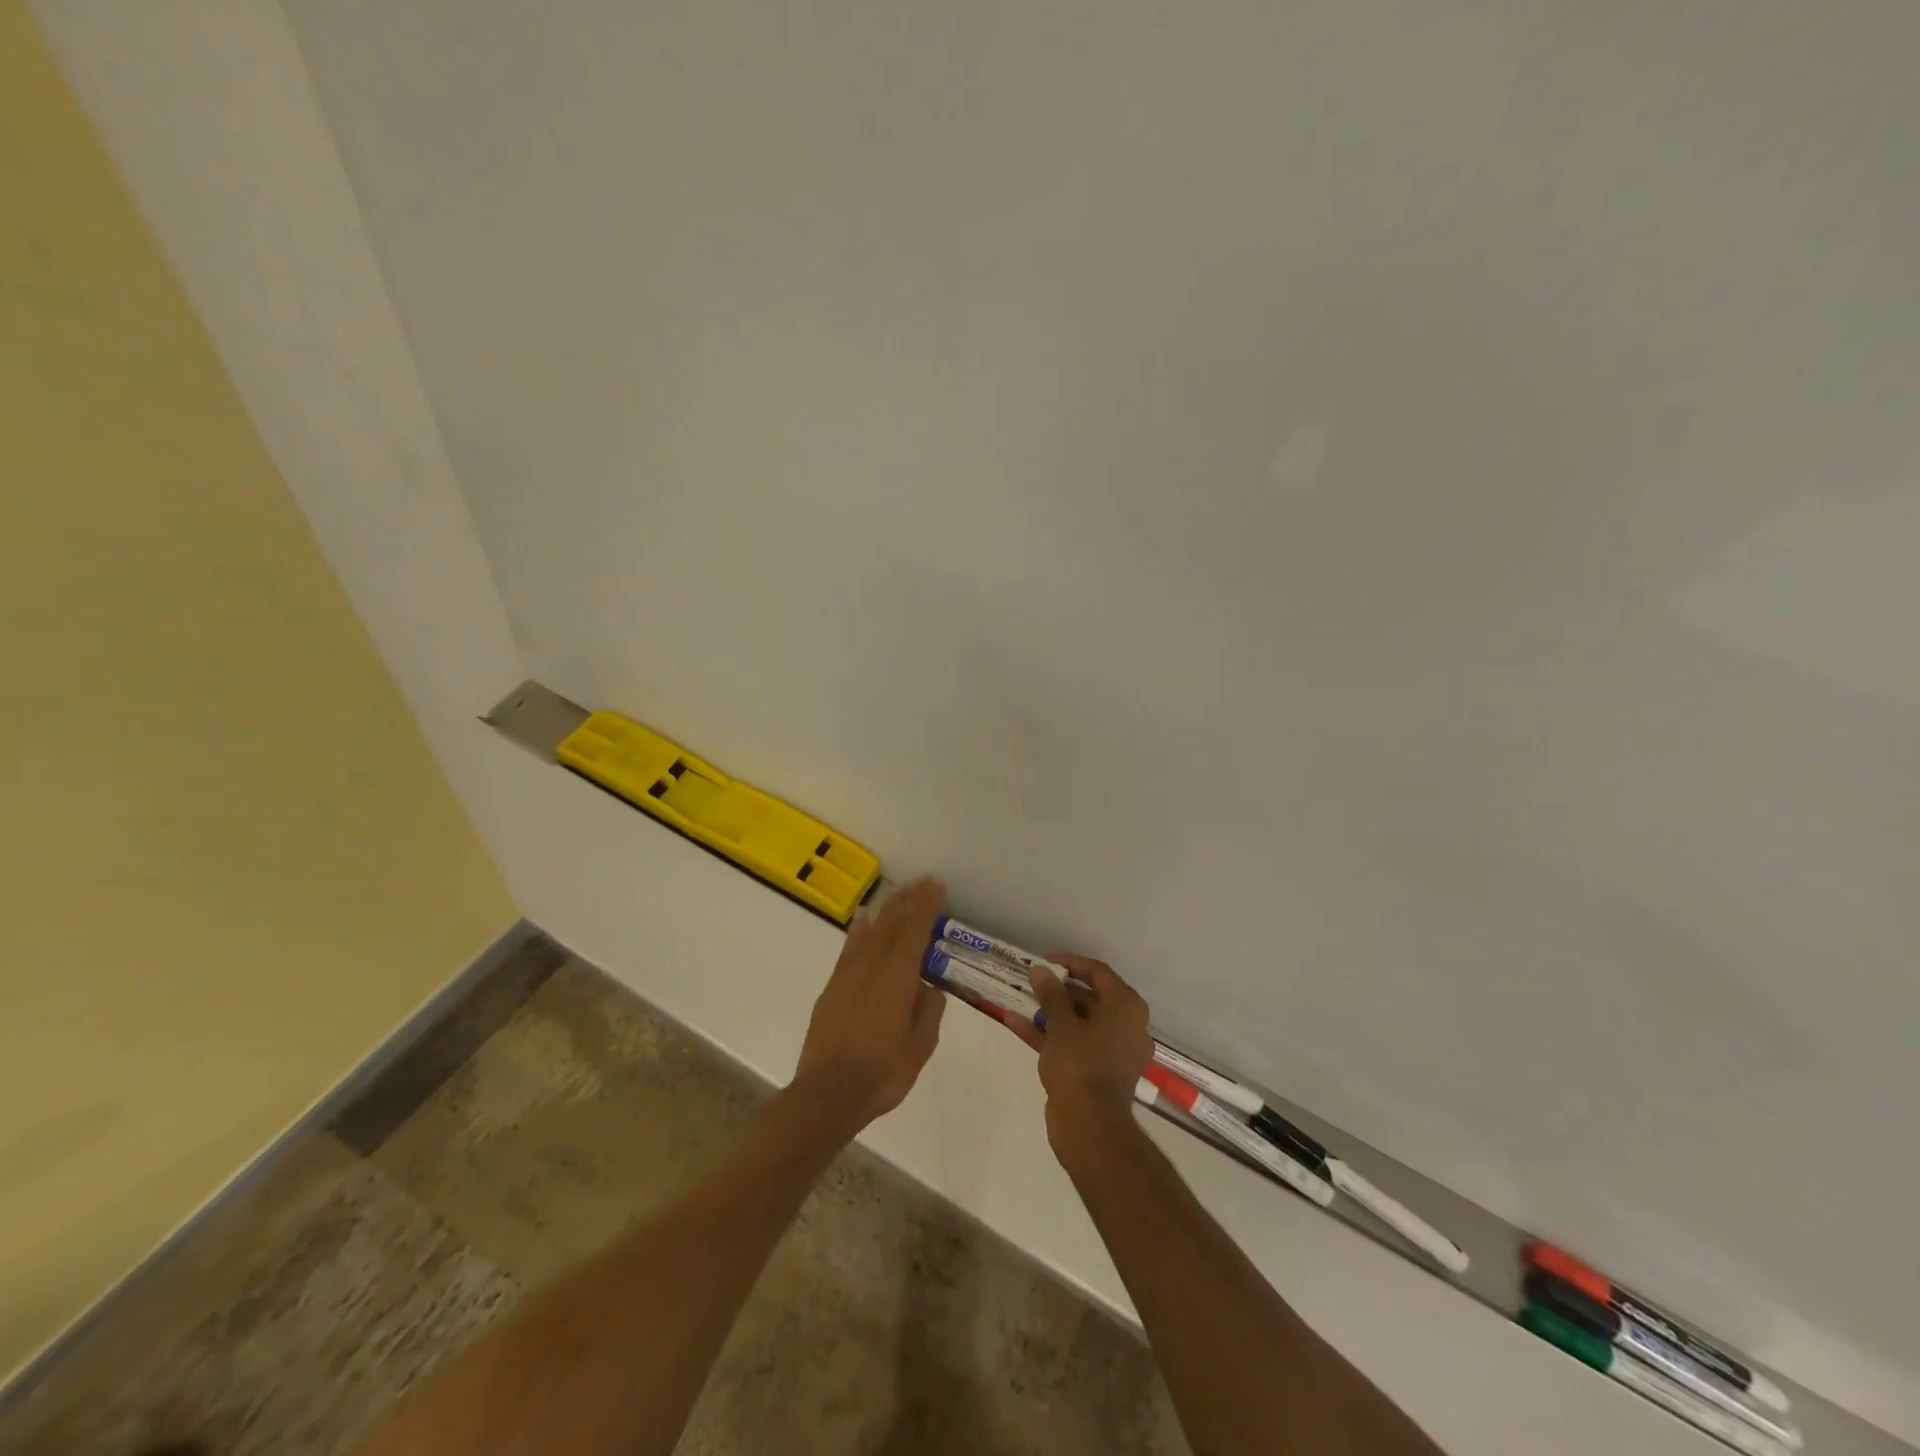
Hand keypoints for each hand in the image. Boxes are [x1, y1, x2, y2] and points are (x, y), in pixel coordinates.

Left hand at [793, 877, 947, 1131]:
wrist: (827, 1094)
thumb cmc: (882, 1073)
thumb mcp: (919, 1048)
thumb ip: (928, 1013)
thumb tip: (929, 989)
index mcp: (898, 978)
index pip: (915, 931)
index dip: (927, 906)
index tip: (936, 886)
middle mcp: (873, 967)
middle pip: (893, 924)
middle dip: (909, 900)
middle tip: (922, 881)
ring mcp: (849, 975)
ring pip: (871, 931)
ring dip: (887, 909)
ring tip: (899, 891)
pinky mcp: (833, 987)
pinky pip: (849, 948)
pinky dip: (858, 930)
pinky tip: (863, 920)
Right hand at [1016, 954, 1152, 1158]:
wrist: (1090, 1127)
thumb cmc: (1080, 1065)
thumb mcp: (1062, 1025)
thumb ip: (1051, 994)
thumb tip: (1041, 970)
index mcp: (1126, 1007)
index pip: (1099, 973)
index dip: (1071, 963)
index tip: (1045, 960)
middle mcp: (1125, 1025)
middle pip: (1090, 997)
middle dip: (1058, 989)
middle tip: (1032, 981)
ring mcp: (1112, 1050)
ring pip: (1079, 1022)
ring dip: (1050, 1011)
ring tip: (1021, 999)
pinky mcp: (1097, 1071)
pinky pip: (1074, 1043)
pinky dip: (1049, 1034)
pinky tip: (1015, 1023)